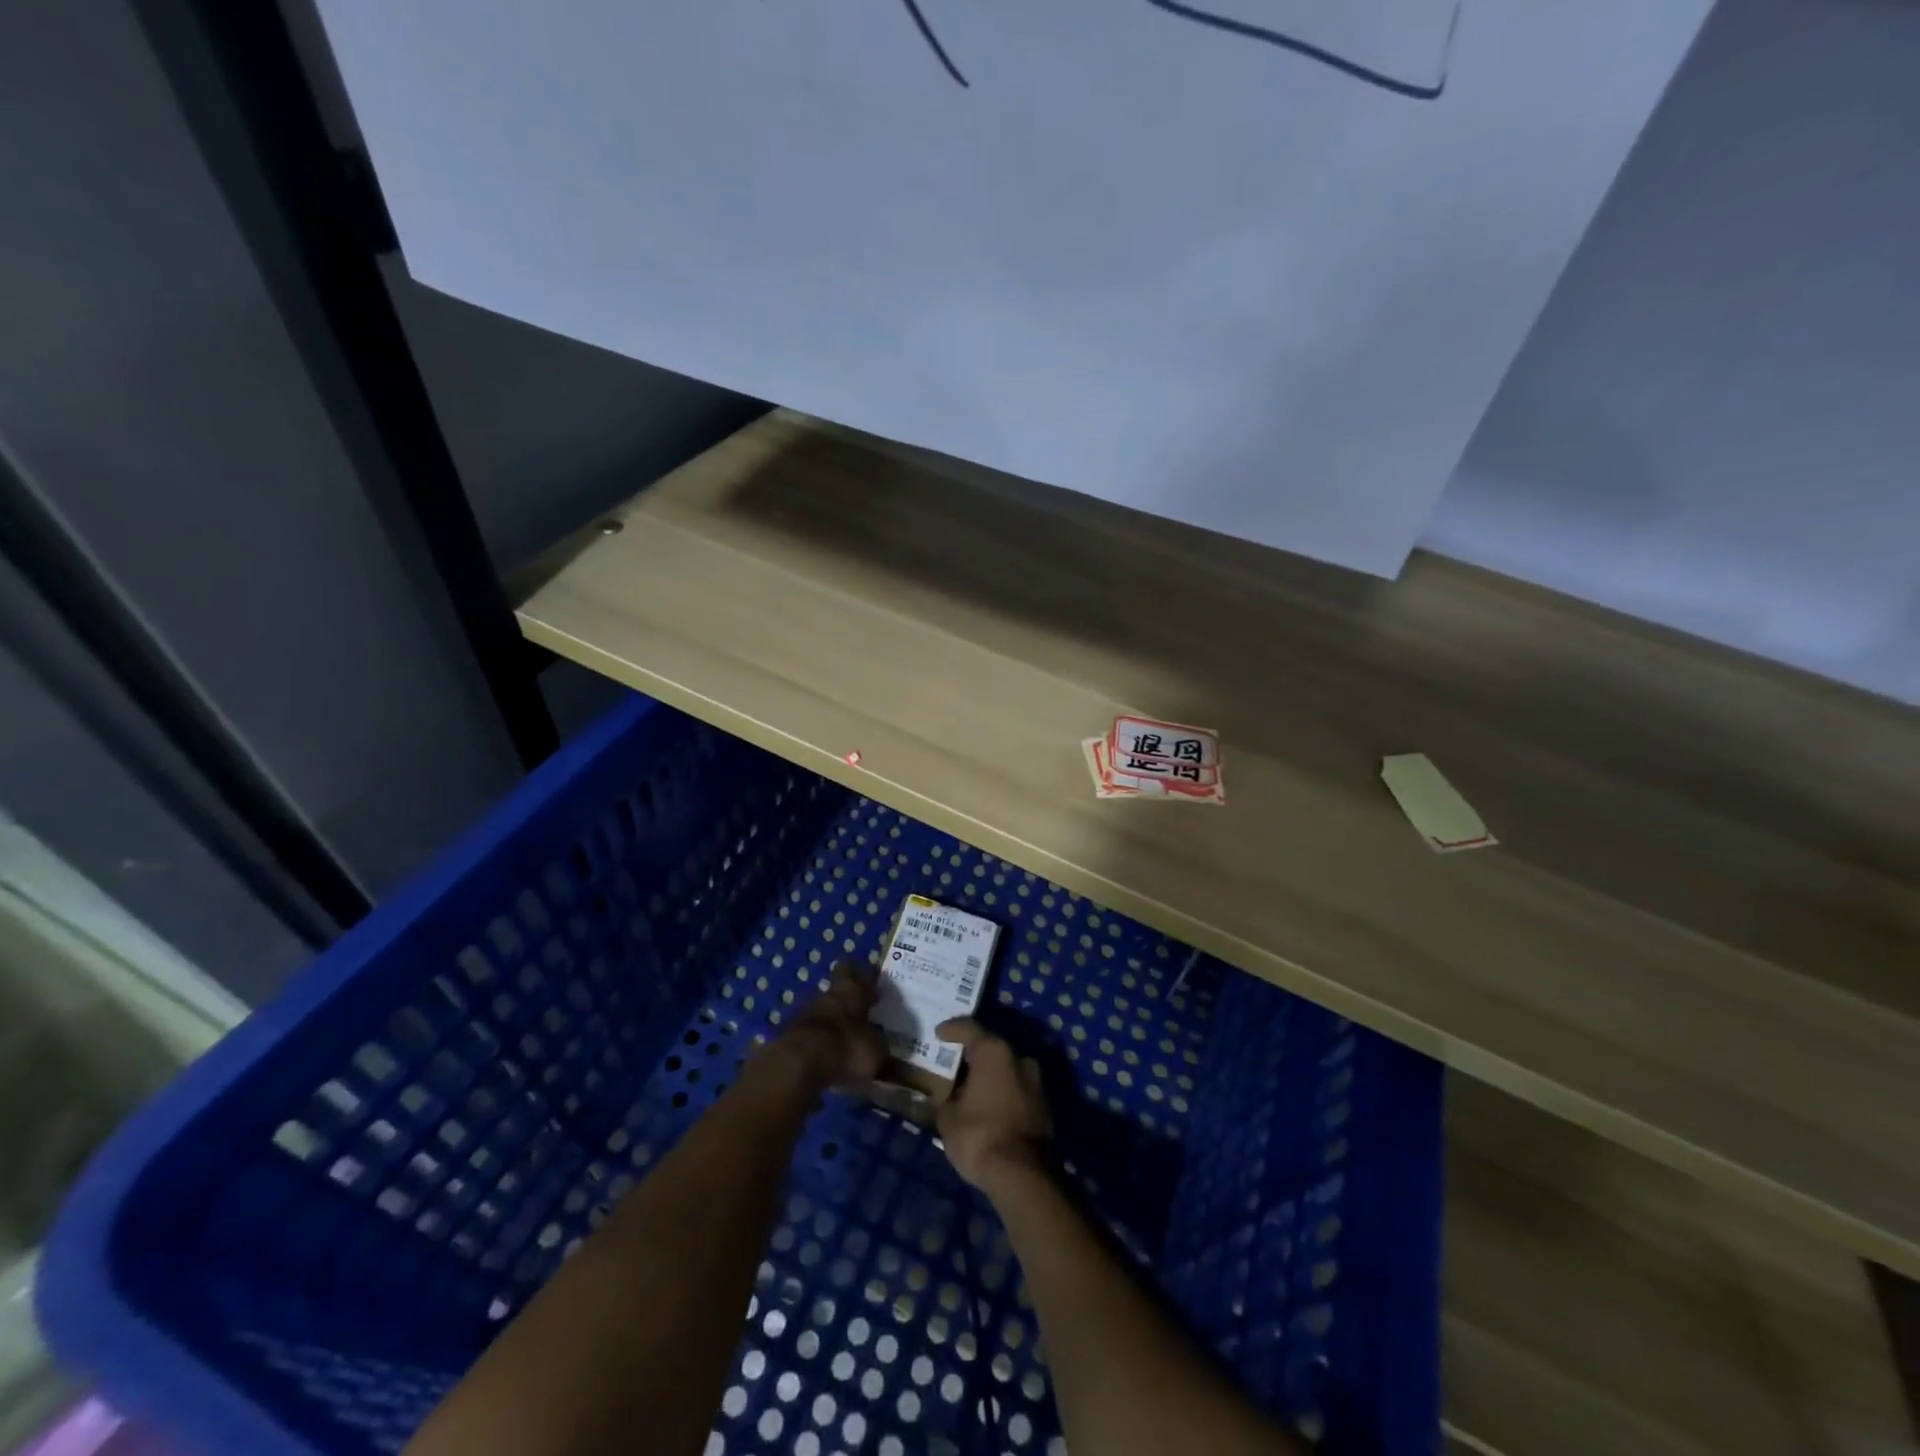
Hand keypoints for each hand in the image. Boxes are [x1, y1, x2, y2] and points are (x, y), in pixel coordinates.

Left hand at [761, 962, 886, 1093]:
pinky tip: (829, 1059)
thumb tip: (901, 1066)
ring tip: (847, 1041)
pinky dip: (820, 1043)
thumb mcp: (876, 1053)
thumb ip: (885, 1055)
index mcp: (851, 990)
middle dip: (849, 1001)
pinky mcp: (790, 1035)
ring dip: (833, 1023)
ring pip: (823, 1011)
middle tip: (863, 1014)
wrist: (798, 1064)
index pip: (856, 970)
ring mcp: (805, 1014)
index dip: (864, 974)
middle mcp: (827, 995)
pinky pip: (811, 1034)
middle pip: (837, 990)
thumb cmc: (846, 1047)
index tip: (873, 983)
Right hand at [934, 1018, 1052, 1192]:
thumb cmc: (979, 1136)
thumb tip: (946, 1092)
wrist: (1023, 1175)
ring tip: (969, 1087)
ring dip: (989, 1075)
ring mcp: (1036, 1081)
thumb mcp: (948, 1117)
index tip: (938, 1033)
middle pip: (990, 1047)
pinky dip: (1001, 1092)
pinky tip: (987, 1105)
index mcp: (994, 1051)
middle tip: (952, 1063)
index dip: (951, 1029)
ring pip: (1006, 1069)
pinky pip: (1016, 1089)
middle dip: (972, 1055)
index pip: (969, 1028)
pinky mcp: (1044, 1105)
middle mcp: (1019, 1057)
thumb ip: (945, 1097)